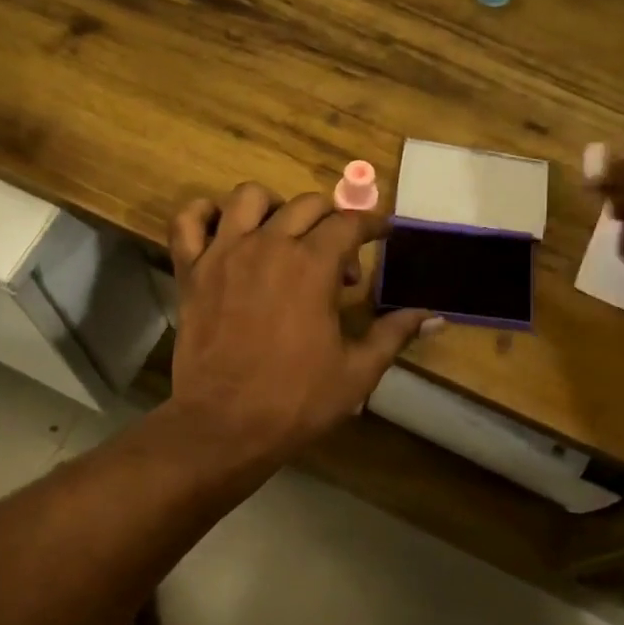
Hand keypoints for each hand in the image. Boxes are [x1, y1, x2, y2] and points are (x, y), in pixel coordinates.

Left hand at [166, 184, 434, 463]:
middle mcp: (268, 245)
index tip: (383, 233)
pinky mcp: (191, 271)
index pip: (350, 223)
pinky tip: (223, 231)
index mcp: (312, 265)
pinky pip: (188, 221)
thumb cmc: (296, 400)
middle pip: (306, 205)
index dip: (373, 225)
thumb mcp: (357, 371)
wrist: (226, 426)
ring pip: (249, 198)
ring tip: (283, 238)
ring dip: (274, 209)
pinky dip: (204, 215)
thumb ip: (395, 334)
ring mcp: (223, 254)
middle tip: (338, 259)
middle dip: (332, 221)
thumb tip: (435, 316)